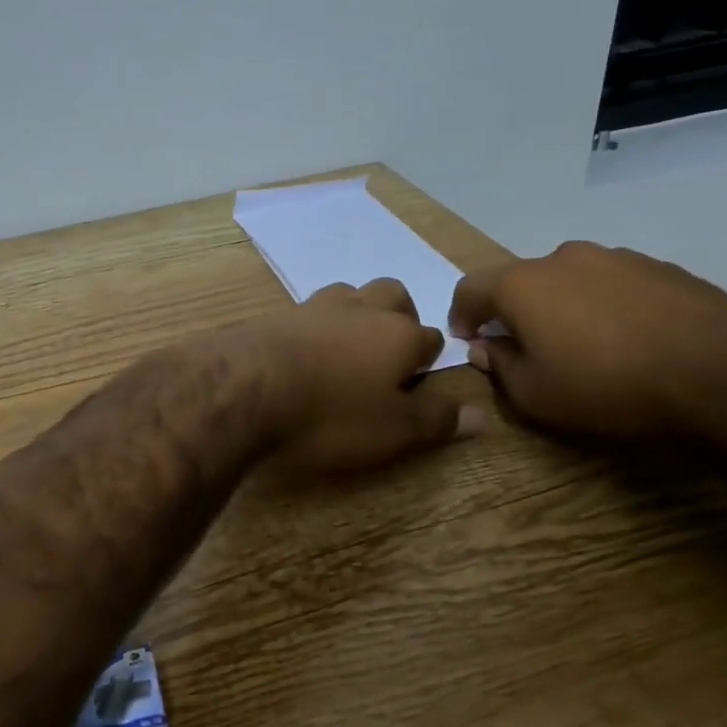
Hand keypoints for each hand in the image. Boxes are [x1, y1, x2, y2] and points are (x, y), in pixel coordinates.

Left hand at [223, 279, 485, 473]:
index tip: (418, 384)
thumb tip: (481, 417)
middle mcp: (362, 309)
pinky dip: (314, 327)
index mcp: (399, 334)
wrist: (244, 387)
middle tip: (388, 354)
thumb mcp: (391, 431)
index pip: (432, 340)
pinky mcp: (276, 314)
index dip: (428, 362)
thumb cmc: (329, 414)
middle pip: (393, 296)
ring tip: (346, 349)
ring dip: (356, 315)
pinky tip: (301, 352)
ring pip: (350, 295)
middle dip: (400, 318)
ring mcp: (315, 307)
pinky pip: (307, 312)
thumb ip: (436, 421)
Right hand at [447, 242, 726, 441]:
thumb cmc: (607, 388)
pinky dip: (604, 305)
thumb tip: (486, 346)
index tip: (470, 341)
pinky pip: (612, 284)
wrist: (720, 377)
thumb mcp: (534, 395)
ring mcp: (617, 257)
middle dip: (513, 311)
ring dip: (561, 306)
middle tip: (525, 347)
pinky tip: (626, 339)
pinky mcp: (661, 267)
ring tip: (582, 345)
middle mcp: (564, 258)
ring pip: (569, 279)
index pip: (471, 288)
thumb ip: (499, 365)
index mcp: (523, 284)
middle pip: (521, 280)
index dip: (462, 315)